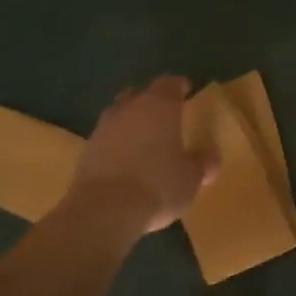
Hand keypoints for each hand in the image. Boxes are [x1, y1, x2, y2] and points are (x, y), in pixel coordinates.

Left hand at [57, 76, 215, 245]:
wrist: (102, 212)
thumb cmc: (158, 185)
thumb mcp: (192, 178)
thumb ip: (202, 163)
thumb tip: (210, 158)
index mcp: (160, 106)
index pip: (170, 83)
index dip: (179, 86)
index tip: (187, 92)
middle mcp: (129, 109)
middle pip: (139, 94)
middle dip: (151, 101)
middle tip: (165, 115)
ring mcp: (103, 130)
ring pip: (119, 116)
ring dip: (130, 124)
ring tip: (144, 141)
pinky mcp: (84, 153)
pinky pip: (105, 140)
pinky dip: (115, 146)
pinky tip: (125, 163)